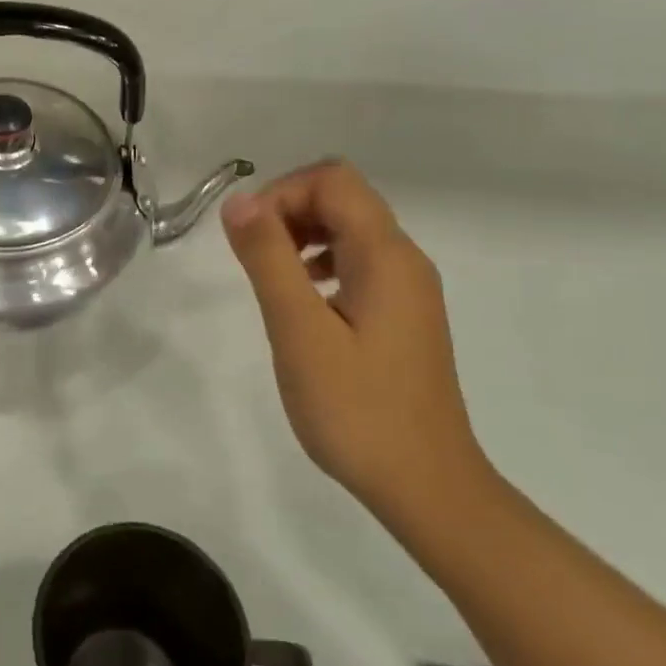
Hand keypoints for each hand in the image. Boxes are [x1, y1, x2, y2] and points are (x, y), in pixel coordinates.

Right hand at [222, 162, 491, 530]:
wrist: (425, 485)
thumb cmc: (357, 409)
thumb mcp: (300, 331)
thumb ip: (268, 259)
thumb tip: (239, 201)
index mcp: (386, 255)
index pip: (332, 180)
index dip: (282, 192)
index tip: (248, 237)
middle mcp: (405, 260)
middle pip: (343, 198)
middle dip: (288, 211)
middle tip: (252, 258)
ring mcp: (408, 289)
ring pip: (350, 230)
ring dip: (301, 237)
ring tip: (271, 280)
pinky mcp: (403, 315)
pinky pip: (358, 263)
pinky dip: (320, 264)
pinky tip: (302, 303)